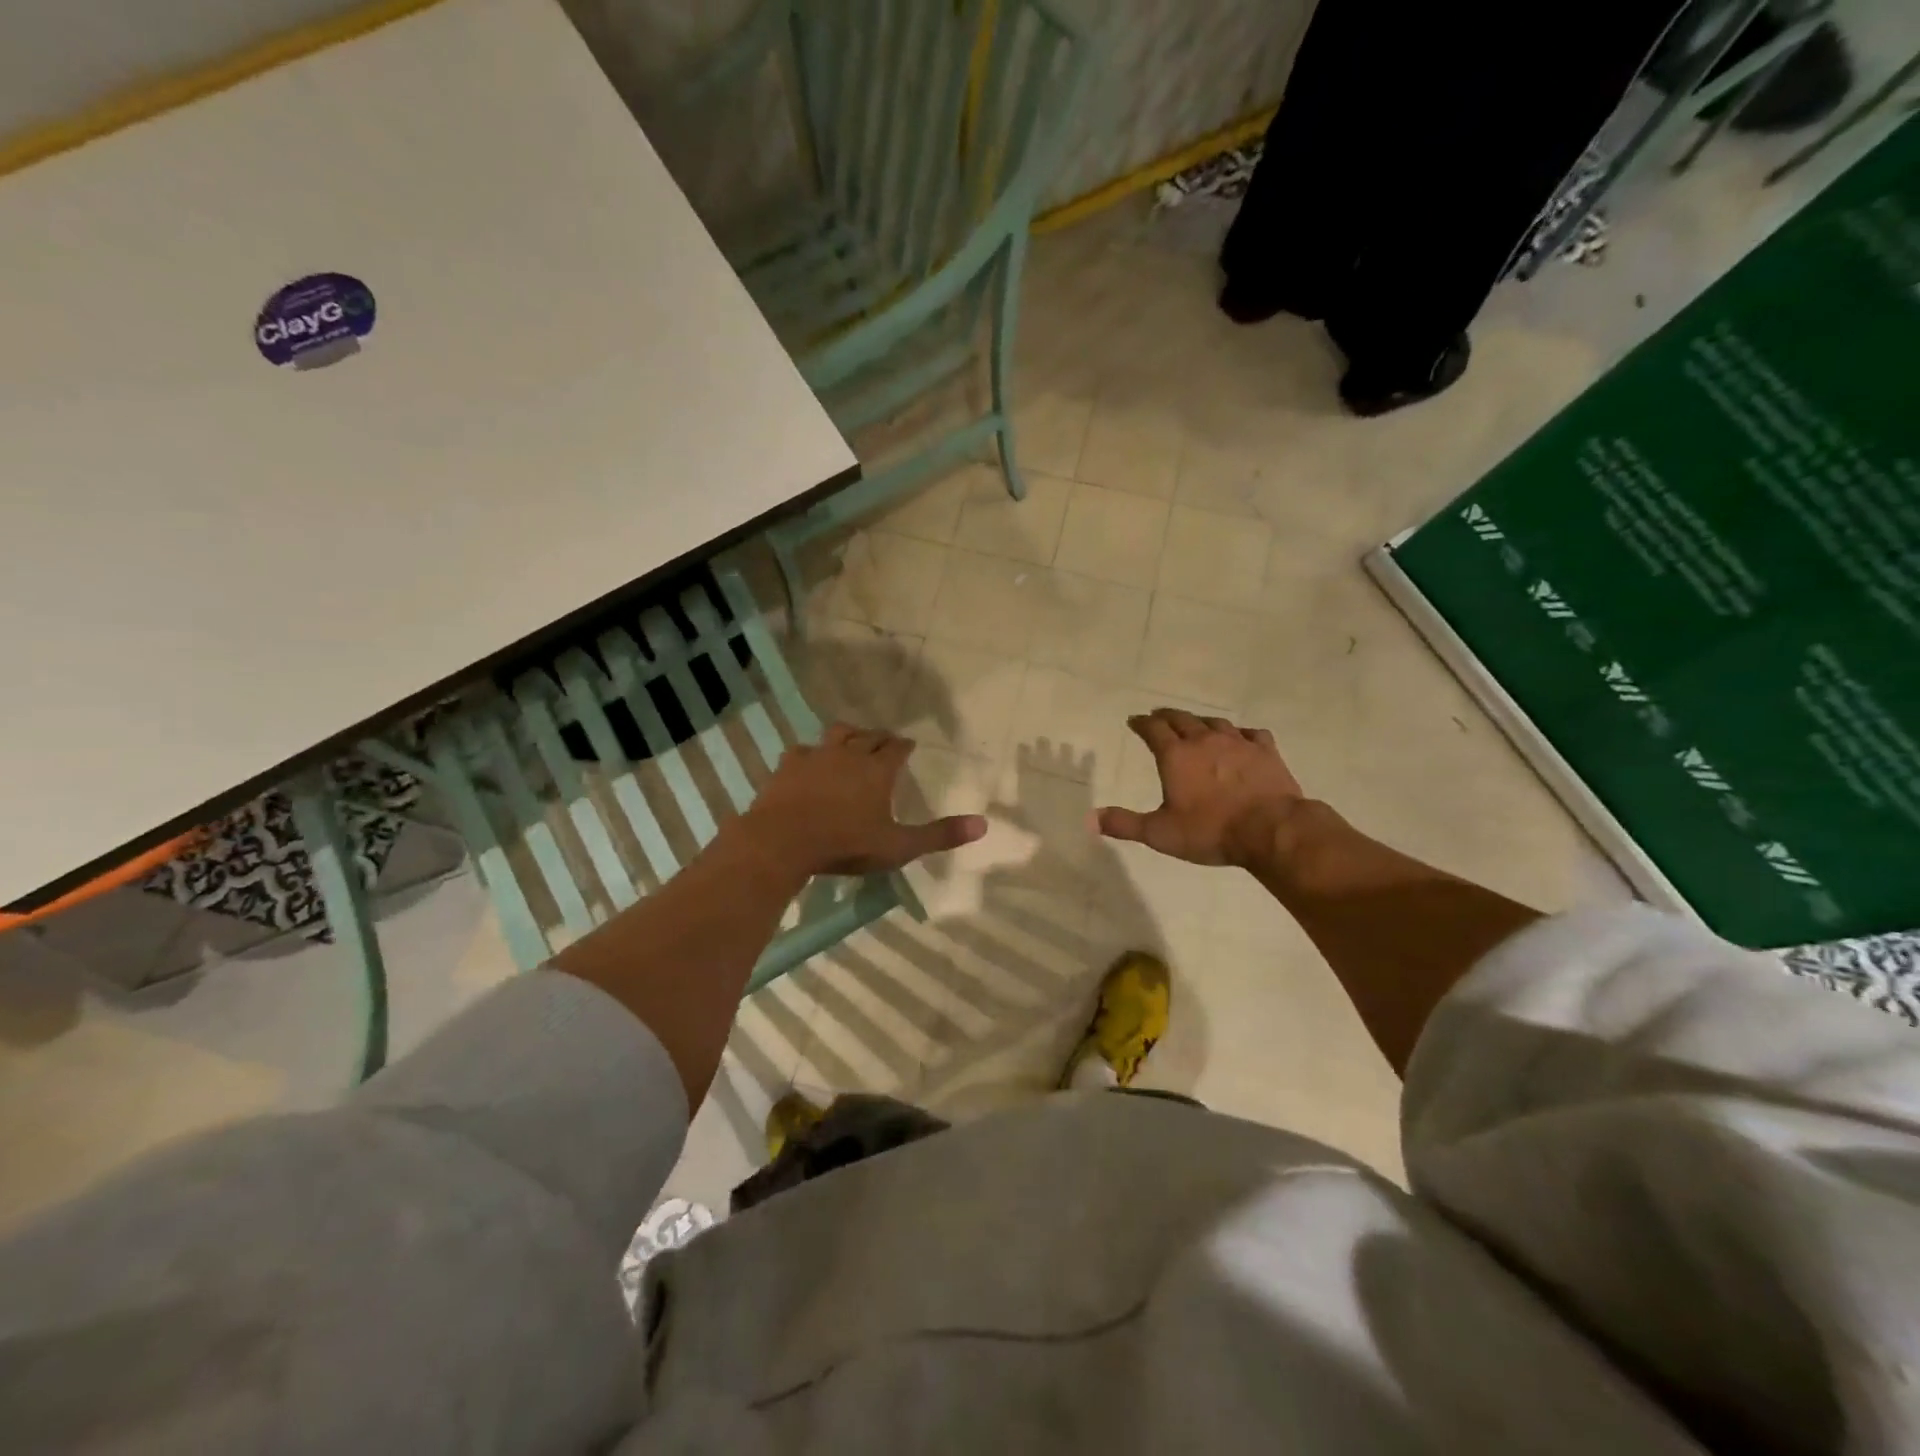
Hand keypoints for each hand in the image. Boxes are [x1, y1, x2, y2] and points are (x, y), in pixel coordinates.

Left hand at [745, 724, 986, 876]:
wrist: (782, 841)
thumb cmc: (845, 844)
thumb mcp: (898, 846)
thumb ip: (939, 835)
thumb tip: (983, 824)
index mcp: (878, 770)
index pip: (897, 748)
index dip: (905, 746)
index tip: (909, 746)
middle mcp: (849, 754)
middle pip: (869, 736)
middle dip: (880, 737)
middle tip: (885, 741)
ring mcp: (816, 756)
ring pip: (837, 734)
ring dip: (848, 734)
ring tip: (851, 739)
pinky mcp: (788, 766)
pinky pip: (802, 750)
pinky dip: (810, 753)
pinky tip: (808, 760)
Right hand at [1096, 709, 1306, 867]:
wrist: (1270, 829)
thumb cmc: (1210, 831)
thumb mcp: (1160, 833)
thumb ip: (1124, 824)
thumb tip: (1090, 819)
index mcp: (1176, 756)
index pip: (1153, 730)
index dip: (1142, 724)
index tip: (1134, 720)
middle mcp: (1204, 741)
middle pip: (1182, 719)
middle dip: (1167, 716)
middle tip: (1159, 716)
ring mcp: (1238, 743)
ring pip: (1215, 722)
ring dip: (1200, 721)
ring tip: (1195, 724)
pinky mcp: (1266, 752)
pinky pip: (1251, 734)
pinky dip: (1241, 733)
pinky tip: (1241, 738)